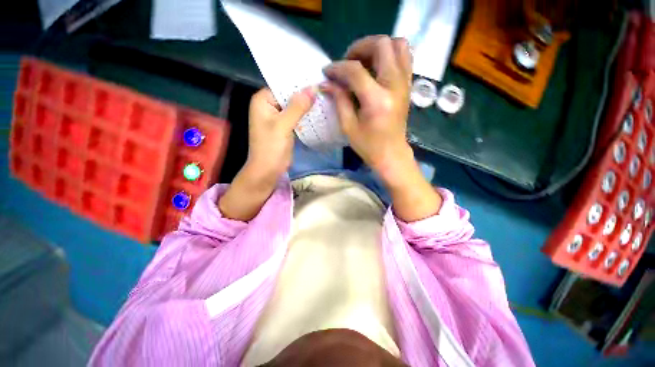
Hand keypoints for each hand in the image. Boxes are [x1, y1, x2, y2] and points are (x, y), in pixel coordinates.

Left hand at [218, 87, 314, 220]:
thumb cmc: (271, 147)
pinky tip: (320, 111)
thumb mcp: (283, 125)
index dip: (299, 82)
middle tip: (324, 87)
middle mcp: (270, 105)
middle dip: (305, 93)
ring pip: (295, 106)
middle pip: (290, 95)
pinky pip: (297, 116)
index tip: (317, 77)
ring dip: (307, 105)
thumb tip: (313, 88)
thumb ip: (297, 106)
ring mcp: (278, 116)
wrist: (268, 170)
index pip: (283, 84)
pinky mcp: (286, 126)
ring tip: (325, 96)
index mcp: (263, 100)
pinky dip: (306, 115)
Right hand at [322, 35, 441, 220]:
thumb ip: (339, 100)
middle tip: (347, 61)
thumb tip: (327, 82)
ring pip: (397, 45)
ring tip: (363, 61)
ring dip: (377, 47)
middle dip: (360, 47)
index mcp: (377, 100)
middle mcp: (395, 85)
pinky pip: (404, 57)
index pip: (355, 71)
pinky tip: (376, 67)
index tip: (327, 72)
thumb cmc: (368, 145)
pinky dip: (389, 54)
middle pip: (381, 45)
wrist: (391, 154)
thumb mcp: (348, 126)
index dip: (338, 68)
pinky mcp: (408, 85)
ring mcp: (405, 83)